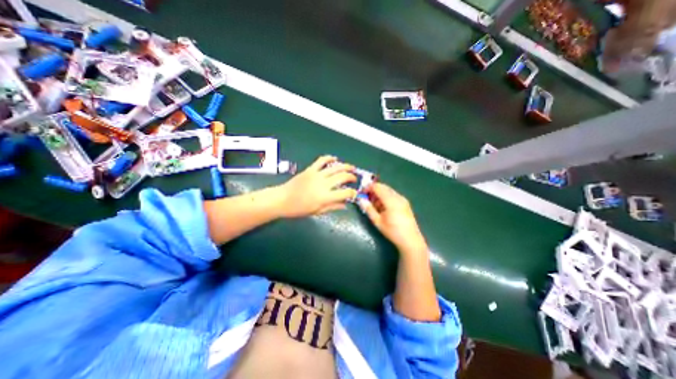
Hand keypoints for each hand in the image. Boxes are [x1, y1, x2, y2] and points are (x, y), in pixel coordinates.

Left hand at [276, 154, 358, 219]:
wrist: (282, 199)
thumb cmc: (299, 209)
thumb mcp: (317, 211)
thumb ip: (332, 207)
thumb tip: (345, 204)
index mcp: (325, 196)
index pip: (345, 193)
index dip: (352, 193)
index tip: (354, 193)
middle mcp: (323, 184)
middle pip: (342, 177)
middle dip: (351, 177)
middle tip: (354, 179)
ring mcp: (316, 175)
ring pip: (335, 167)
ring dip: (345, 166)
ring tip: (352, 167)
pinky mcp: (310, 169)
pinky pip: (321, 161)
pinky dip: (329, 158)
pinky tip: (335, 158)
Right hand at [358, 183, 426, 255]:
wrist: (411, 240)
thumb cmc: (393, 232)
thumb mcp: (378, 221)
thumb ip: (369, 209)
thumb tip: (361, 200)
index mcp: (391, 201)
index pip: (377, 187)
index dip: (368, 188)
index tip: (362, 193)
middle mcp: (398, 197)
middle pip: (383, 187)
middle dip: (373, 190)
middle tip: (366, 198)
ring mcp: (403, 199)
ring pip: (388, 190)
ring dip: (379, 193)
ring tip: (374, 204)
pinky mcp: (405, 203)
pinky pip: (393, 195)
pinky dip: (386, 197)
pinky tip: (383, 207)